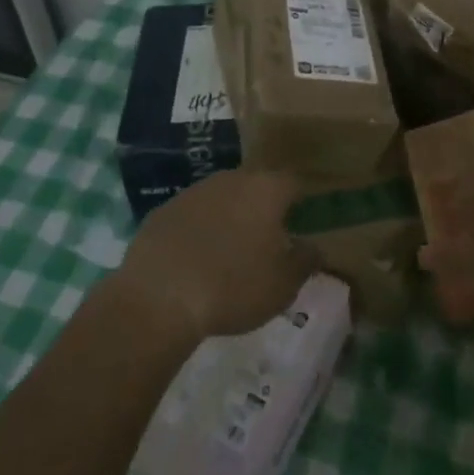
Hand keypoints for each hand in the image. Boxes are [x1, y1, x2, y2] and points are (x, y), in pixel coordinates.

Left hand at [114, 170, 313, 344]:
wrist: (159, 295)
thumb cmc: (233, 287)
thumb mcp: (283, 285)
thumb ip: (305, 261)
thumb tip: (314, 247)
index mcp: (266, 190)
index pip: (293, 183)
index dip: (300, 201)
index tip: (301, 221)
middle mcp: (233, 179)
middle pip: (256, 186)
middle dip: (262, 208)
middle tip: (265, 240)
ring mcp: (195, 191)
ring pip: (222, 198)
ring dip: (229, 218)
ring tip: (228, 253)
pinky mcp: (164, 210)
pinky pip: (192, 216)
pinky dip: (198, 231)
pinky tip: (194, 261)